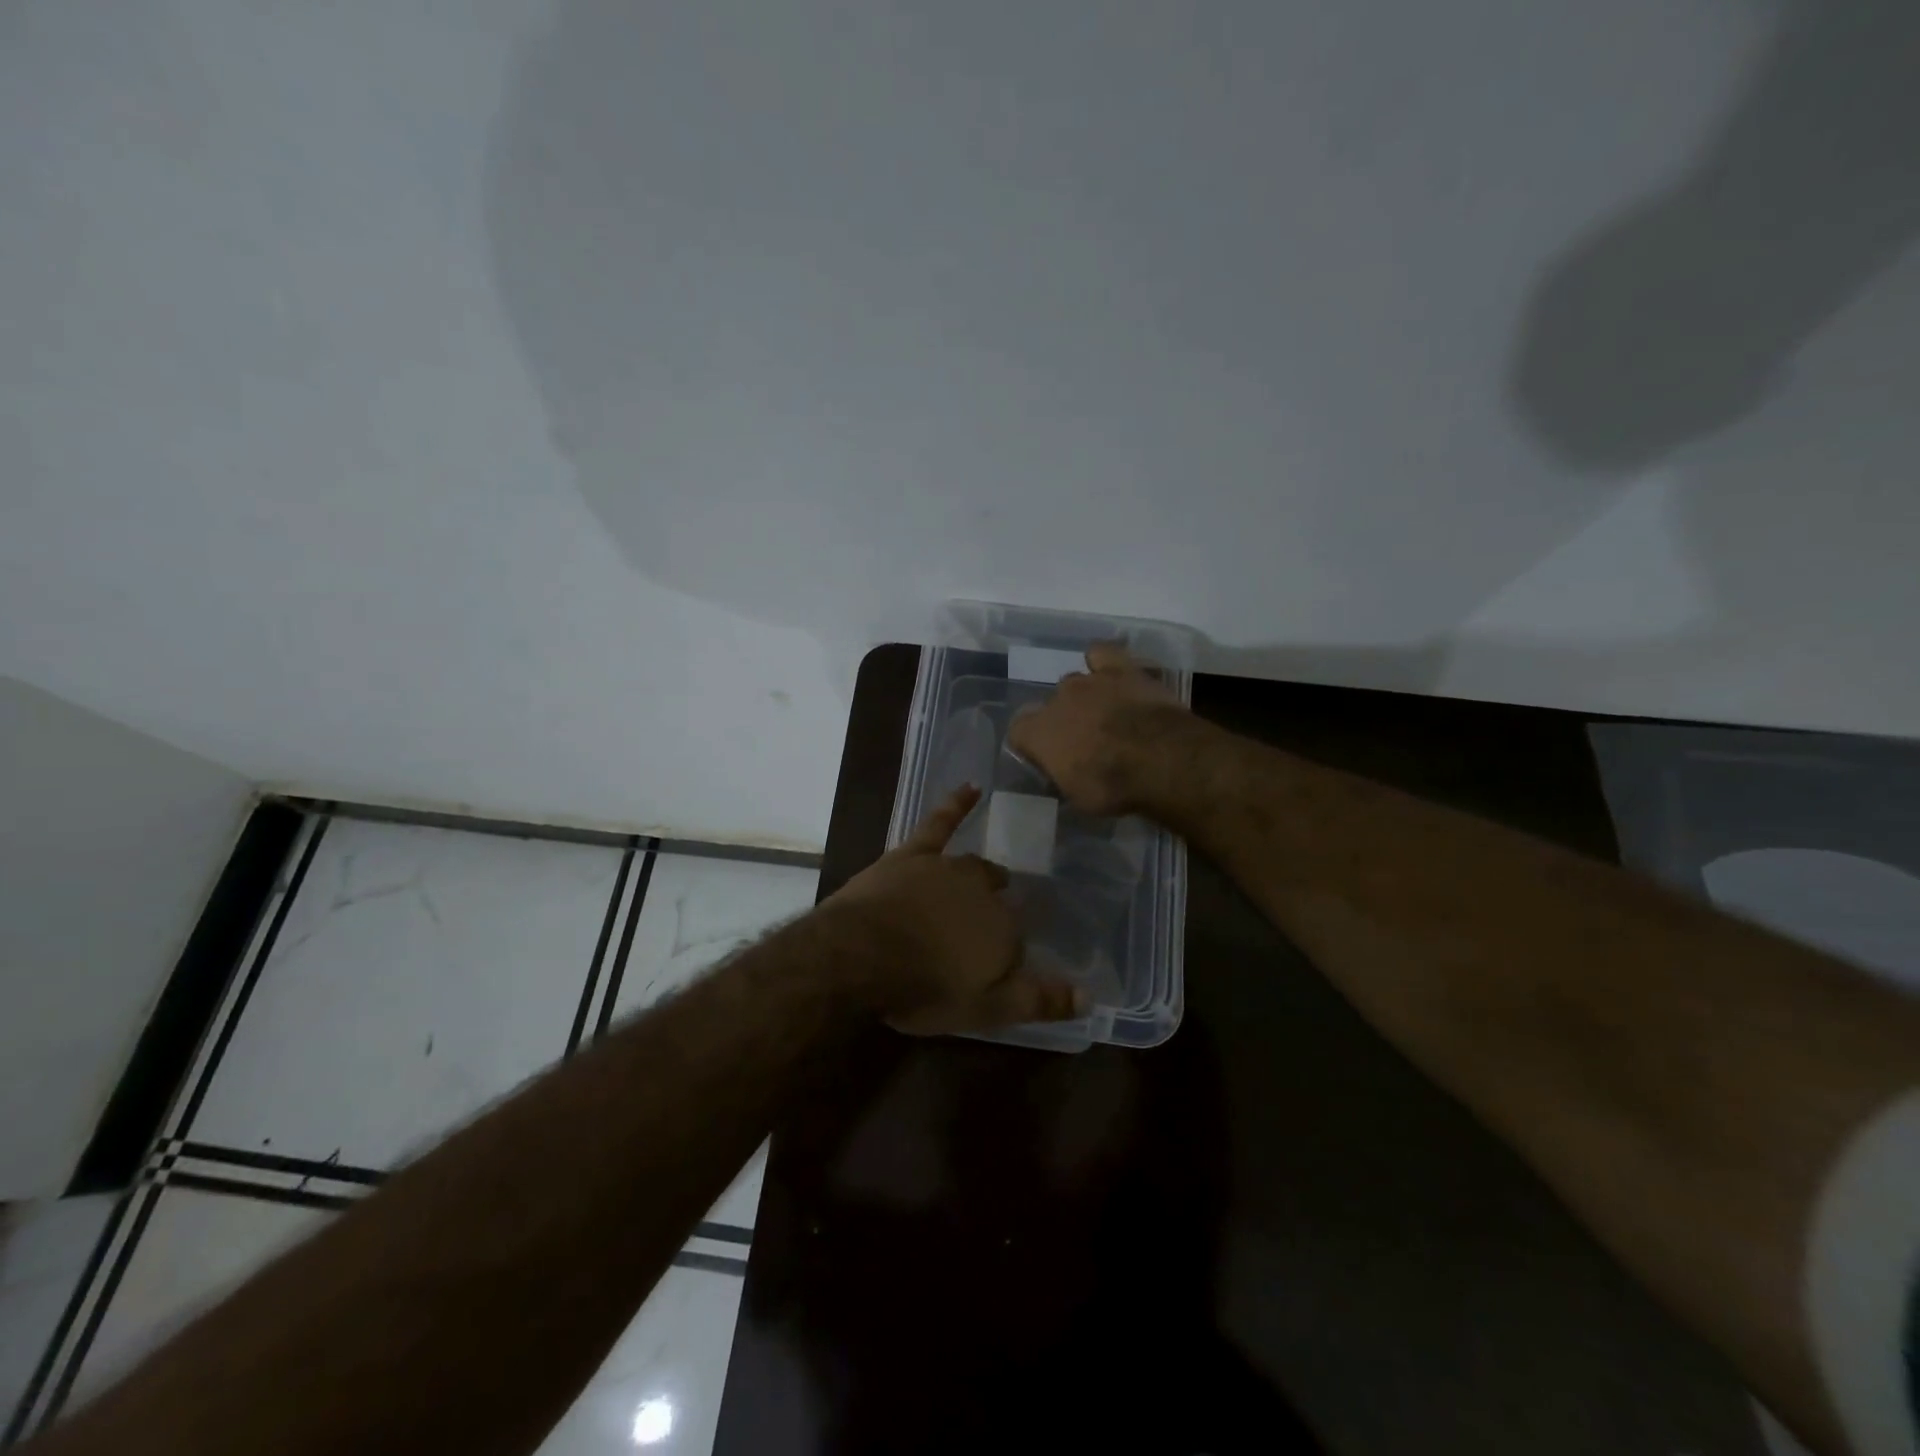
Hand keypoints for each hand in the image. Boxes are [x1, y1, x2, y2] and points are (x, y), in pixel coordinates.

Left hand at [829, 786, 1082, 1034]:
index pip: (1016, 942)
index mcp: (1004, 932)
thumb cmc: (922, 989)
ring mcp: (949, 868)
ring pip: (976, 867)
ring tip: (991, 880)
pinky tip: (972, 787)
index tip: (993, 969)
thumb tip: (1091, 995)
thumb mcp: (984, 1010)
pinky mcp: (915, 854)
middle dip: (997, 913)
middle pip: (998, 901)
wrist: (860, 954)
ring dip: (985, 875)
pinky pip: (942, 822)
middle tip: (987, 930)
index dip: (1004, 957)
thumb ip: (1038, 1001)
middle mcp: (984, 894)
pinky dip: (958, 804)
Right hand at [1006, 642, 1189, 815]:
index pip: (1019, 732)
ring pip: (1075, 683)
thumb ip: (1063, 776)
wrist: (1162, 760)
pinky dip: (1102, 661)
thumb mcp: (1078, 797)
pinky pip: (1102, 654)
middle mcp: (1057, 701)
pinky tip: (1110, 674)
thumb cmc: (1114, 788)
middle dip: (1064, 721)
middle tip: (1086, 741)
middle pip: (1051, 706)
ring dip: (1085, 698)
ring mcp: (1088, 681)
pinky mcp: (1120, 669)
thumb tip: (1064, 770)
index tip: (1048, 758)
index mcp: (1038, 733)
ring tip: (1106, 714)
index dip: (1032, 744)